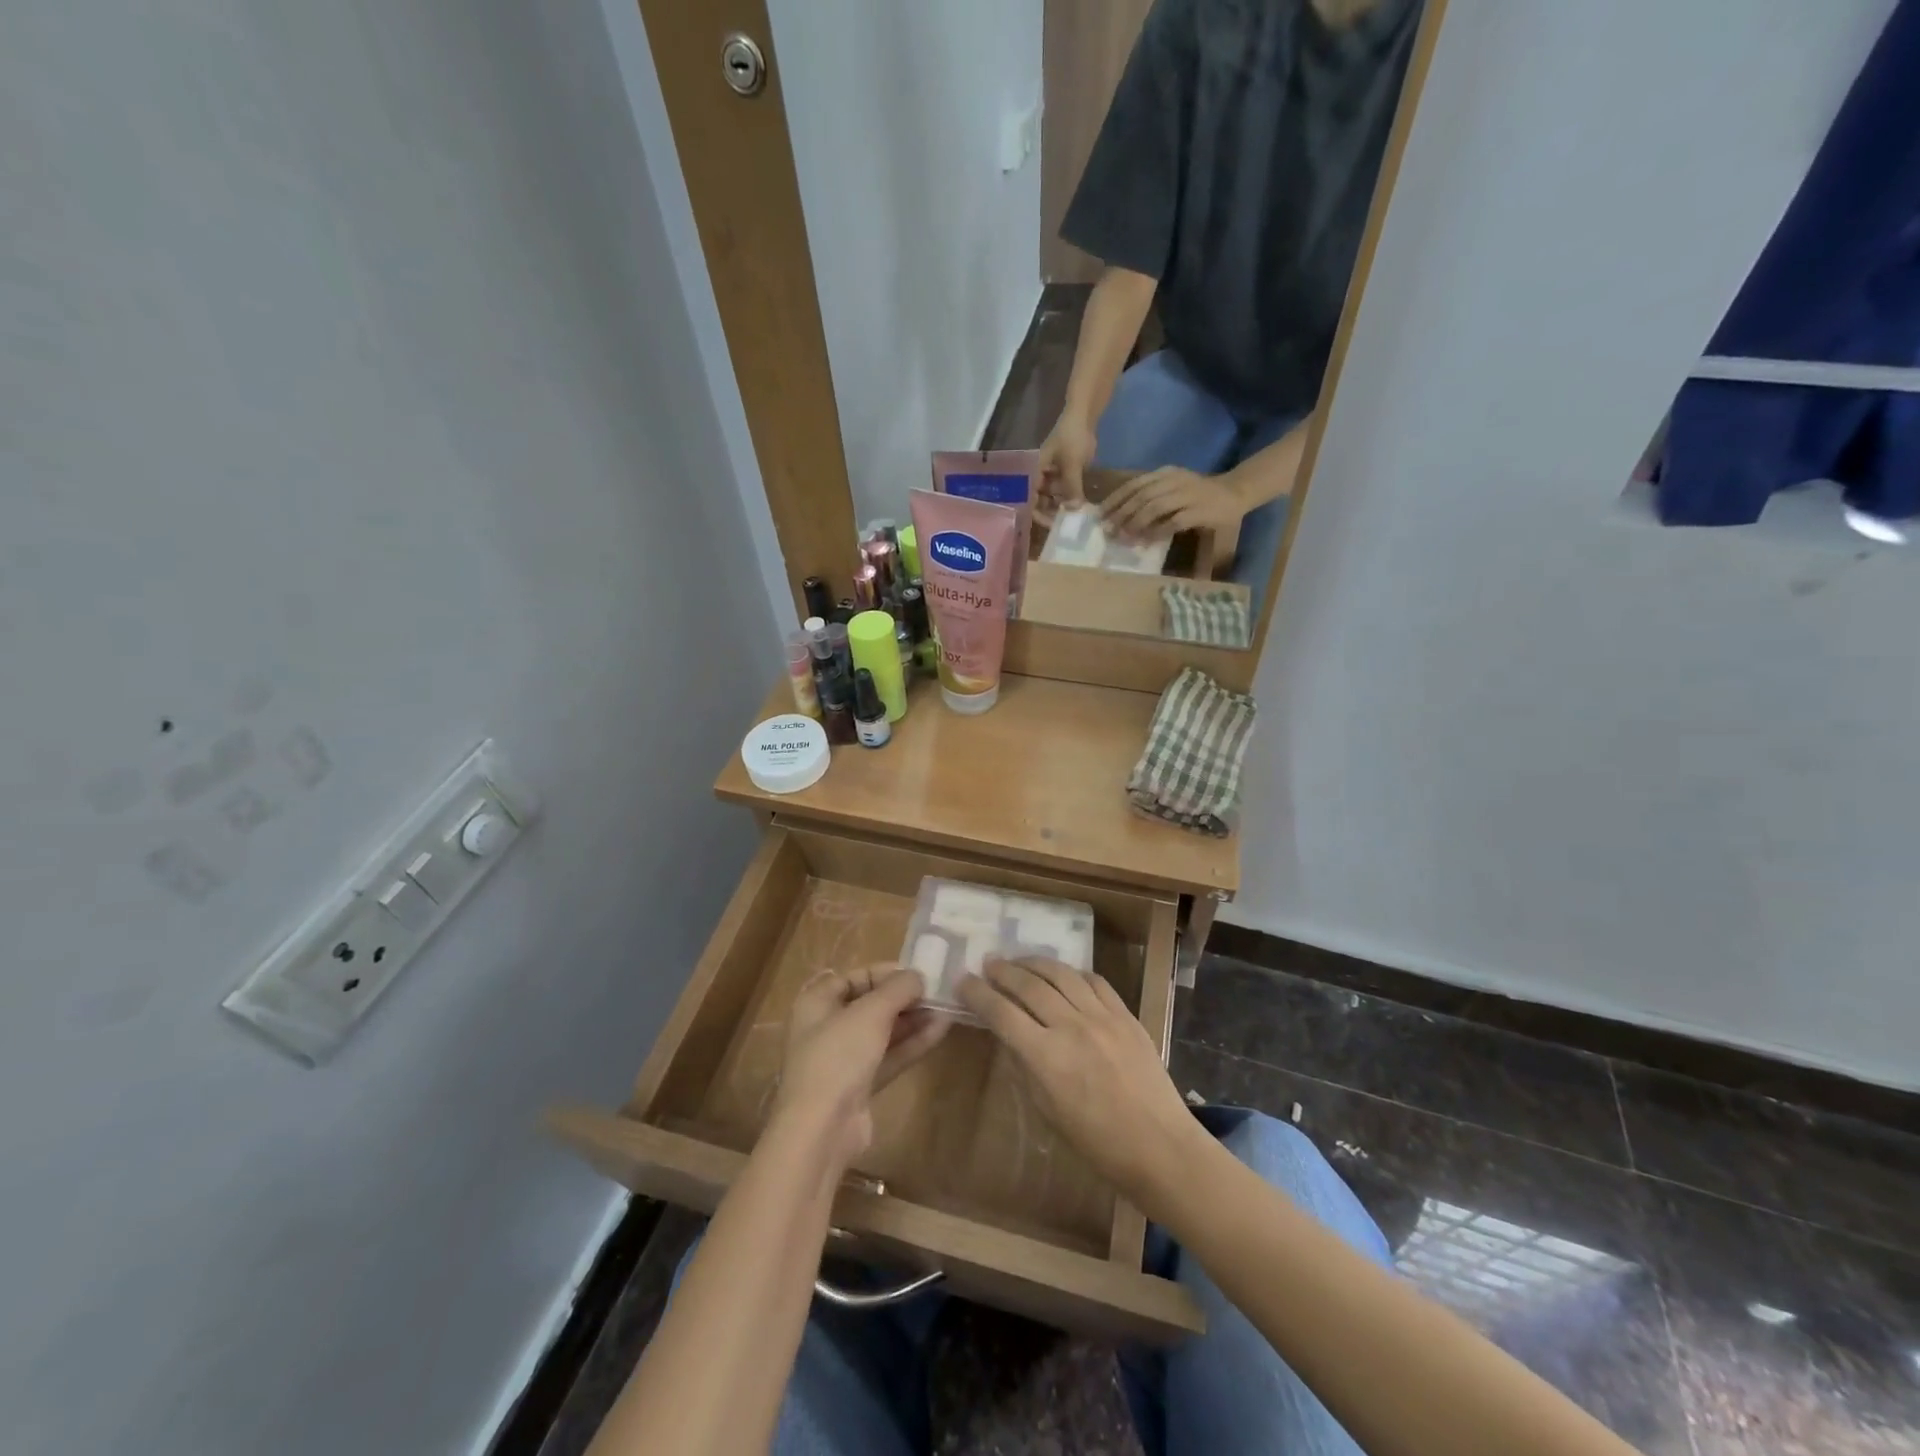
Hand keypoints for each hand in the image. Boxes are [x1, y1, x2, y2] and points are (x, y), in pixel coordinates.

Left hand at [773, 967, 948, 1168]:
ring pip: (882, 1032)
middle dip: (902, 997)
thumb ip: (897, 989)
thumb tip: (917, 975)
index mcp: (816, 1003)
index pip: (852, 977)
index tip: (916, 972)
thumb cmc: (838, 1056)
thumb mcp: (871, 1012)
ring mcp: (843, 1059)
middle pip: (869, 1004)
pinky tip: (939, 1031)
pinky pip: (888, 1056)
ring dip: (912, 1020)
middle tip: (936, 991)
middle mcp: (826, 1027)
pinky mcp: (859, 1085)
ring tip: (945, 1008)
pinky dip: (911, 1043)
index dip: (884, 972)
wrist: (822, 1129)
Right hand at [958, 958, 1203, 1212]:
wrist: (1159, 1146)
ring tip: (1019, 961)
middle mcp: (1070, 1027)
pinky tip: (1064, 975)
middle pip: (1028, 985)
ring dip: (1034, 963)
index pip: (1001, 1013)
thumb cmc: (1096, 1142)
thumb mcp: (1047, 1111)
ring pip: (1061, 974)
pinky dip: (1073, 973)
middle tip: (988, 964)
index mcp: (1045, 1057)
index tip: (963, 981)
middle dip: (1002, 971)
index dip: (977, 994)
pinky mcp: (1125, 1014)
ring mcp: (1101, 1016)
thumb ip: (1025, 1066)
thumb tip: (1009, 1035)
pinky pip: (1094, 981)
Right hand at [1038, 414, 1097, 518]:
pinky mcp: (1066, 475)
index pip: (1030, 499)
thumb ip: (1071, 488)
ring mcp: (1054, 476)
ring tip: (1075, 520)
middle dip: (1052, 513)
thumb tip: (1073, 511)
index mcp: (1035, 472)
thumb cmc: (1071, 438)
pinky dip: (1072, 499)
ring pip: (1055, 498)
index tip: (1051, 525)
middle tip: (1066, 526)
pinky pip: (1066, 491)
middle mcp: (1041, 477)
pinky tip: (1081, 509)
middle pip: (1042, 501)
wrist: (1083, 417)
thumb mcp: (1071, 464)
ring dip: (1063, 508)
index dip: (1038, 513)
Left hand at [1100, 466, 1246, 541]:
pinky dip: (1158, 532)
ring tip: (1123, 538)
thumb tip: (1120, 517)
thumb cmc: (1199, 495)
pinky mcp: (1199, 511)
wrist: (1235, 493)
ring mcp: (1188, 495)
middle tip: (1108, 531)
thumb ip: (1151, 497)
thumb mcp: (1172, 489)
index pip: (1135, 484)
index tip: (1100, 514)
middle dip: (1122, 514)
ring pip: (1155, 507)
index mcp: (1166, 473)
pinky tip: (1147, 542)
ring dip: (1136, 524)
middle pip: (1141, 496)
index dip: (1115, 499)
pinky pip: (1174, 521)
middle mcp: (1175, 481)